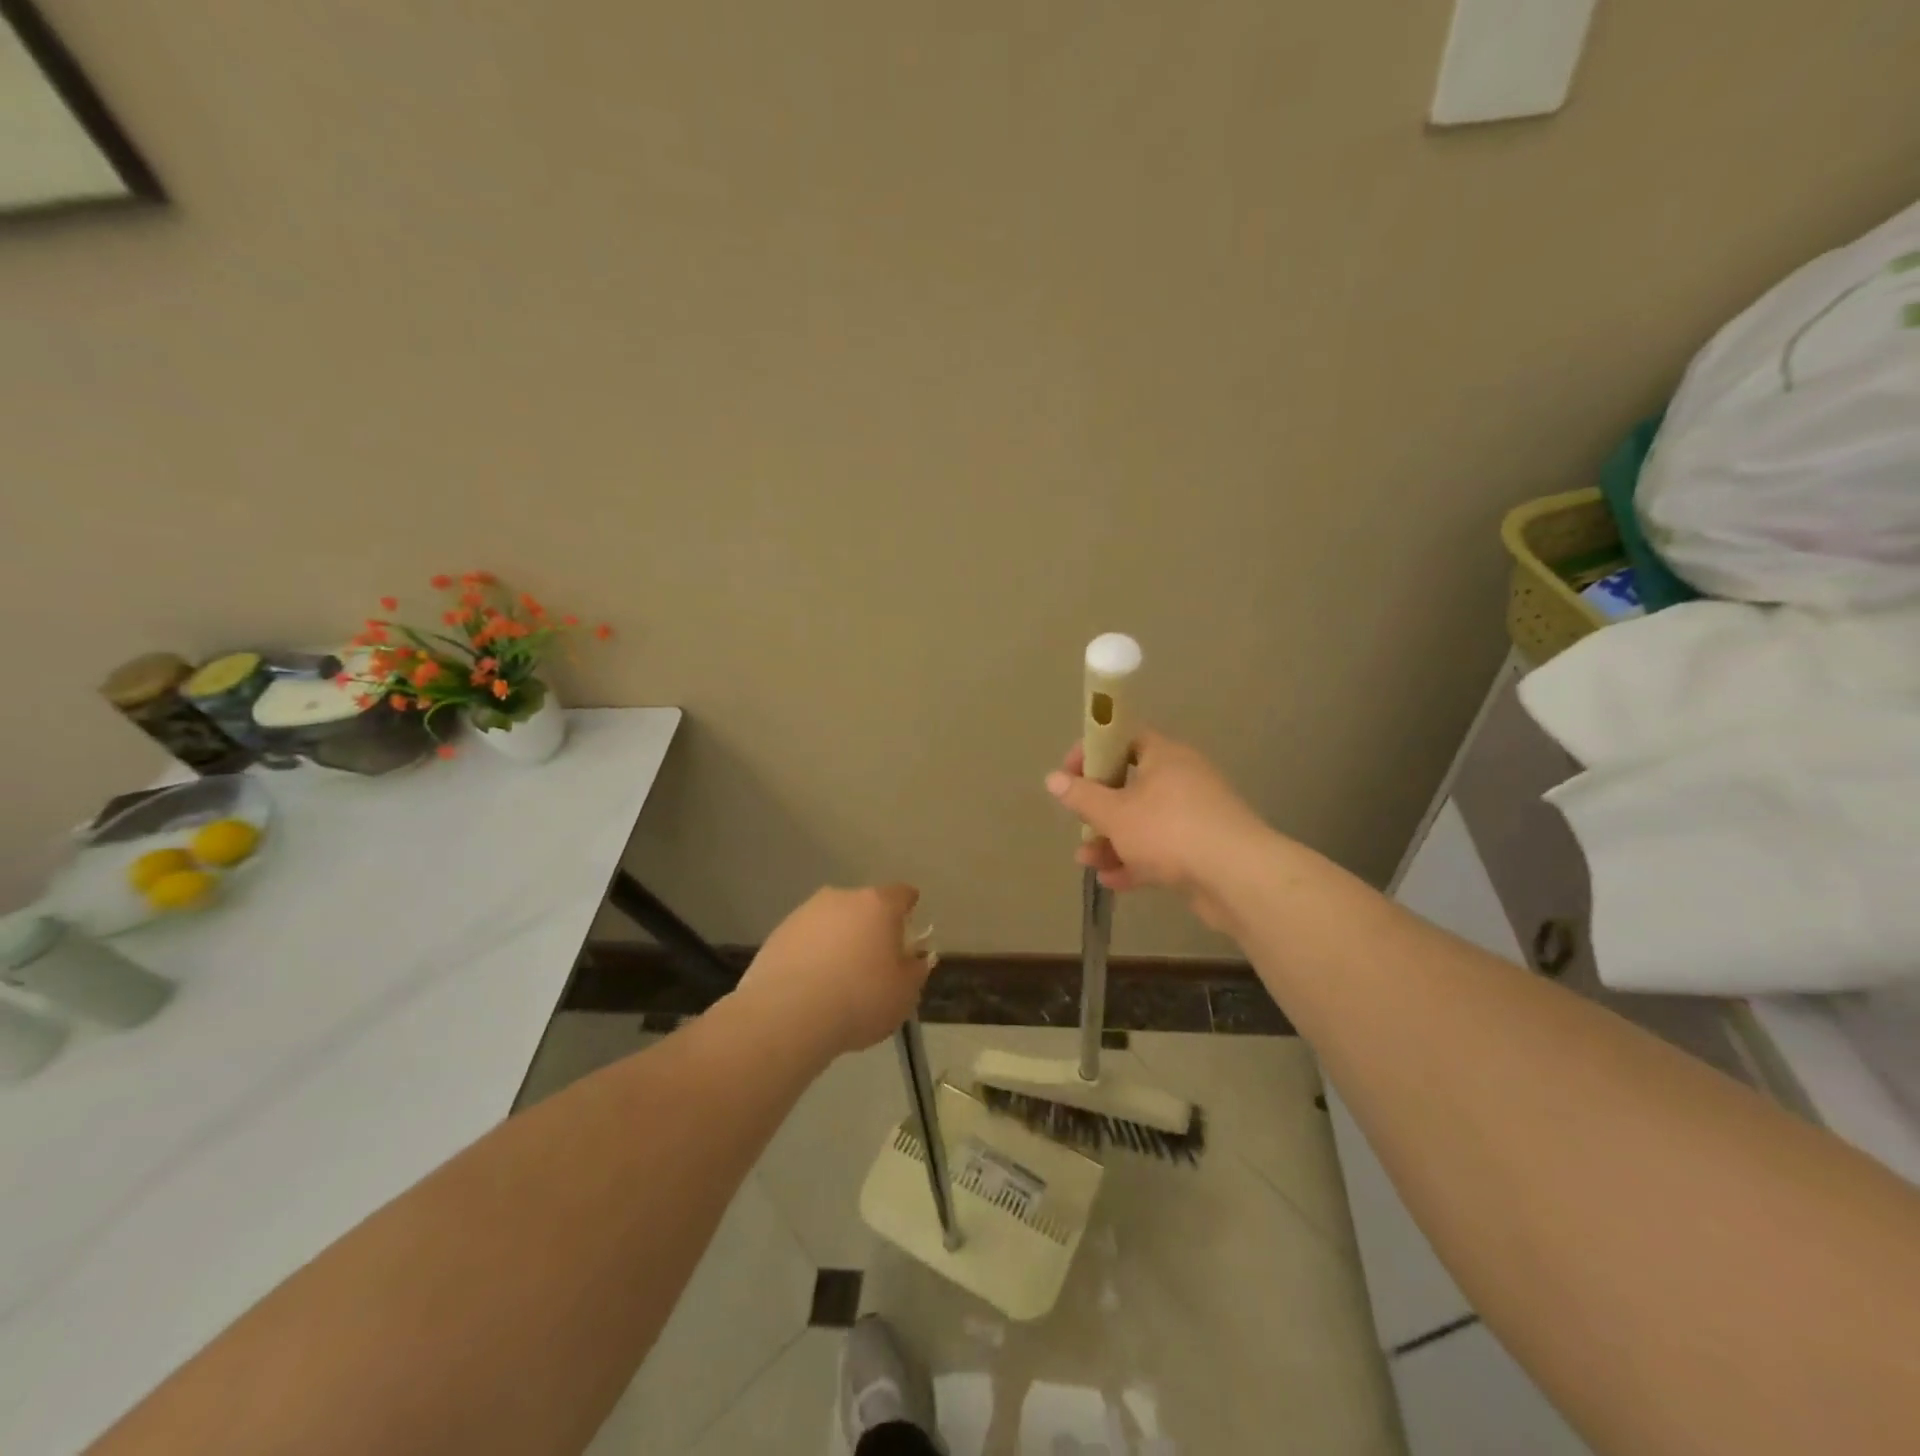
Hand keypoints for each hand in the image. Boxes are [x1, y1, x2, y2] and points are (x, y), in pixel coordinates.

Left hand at [735, 885, 930, 1055]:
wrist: (788, 1015)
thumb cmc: (860, 999)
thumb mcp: (905, 993)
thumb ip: (915, 970)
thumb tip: (915, 959)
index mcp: (878, 905)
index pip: (902, 894)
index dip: (908, 910)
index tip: (908, 931)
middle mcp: (841, 898)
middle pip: (864, 906)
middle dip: (870, 928)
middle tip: (873, 962)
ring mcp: (805, 913)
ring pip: (831, 921)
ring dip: (838, 940)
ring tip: (838, 979)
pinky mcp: (778, 934)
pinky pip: (805, 940)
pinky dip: (812, 954)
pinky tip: (811, 986)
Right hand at [1046, 731, 1268, 930]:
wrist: (1237, 877)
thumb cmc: (1169, 831)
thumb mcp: (1115, 813)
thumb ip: (1082, 796)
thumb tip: (1052, 778)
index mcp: (1164, 756)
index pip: (1123, 738)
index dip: (1093, 752)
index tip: (1069, 774)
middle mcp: (1182, 779)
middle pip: (1131, 784)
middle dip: (1100, 807)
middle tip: (1079, 822)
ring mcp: (1195, 815)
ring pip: (1144, 821)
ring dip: (1113, 840)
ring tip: (1086, 861)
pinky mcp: (1203, 849)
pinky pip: (1161, 849)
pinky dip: (1136, 861)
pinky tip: (1112, 880)